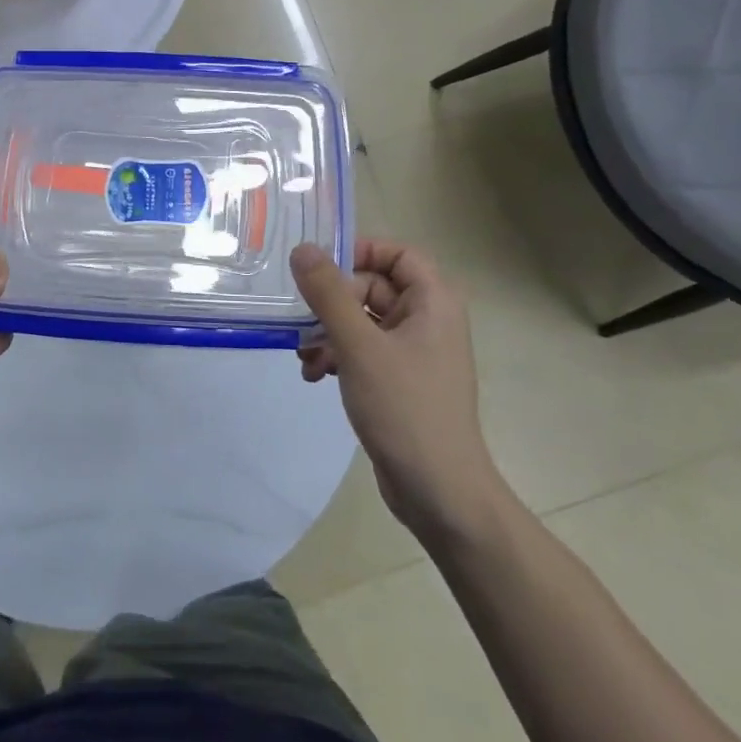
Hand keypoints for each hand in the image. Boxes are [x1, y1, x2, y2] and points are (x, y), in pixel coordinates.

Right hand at [292, 239, 508, 543]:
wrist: (439, 492)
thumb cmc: (405, 408)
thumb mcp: (359, 345)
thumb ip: (328, 294)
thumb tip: (302, 249)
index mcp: (433, 302)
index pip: (397, 253)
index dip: (359, 251)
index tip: (319, 267)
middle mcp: (427, 320)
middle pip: (372, 286)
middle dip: (331, 303)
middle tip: (302, 323)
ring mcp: (413, 352)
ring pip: (361, 320)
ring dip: (327, 333)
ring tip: (304, 357)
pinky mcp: (399, 380)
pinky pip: (362, 350)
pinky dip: (337, 356)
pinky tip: (314, 376)